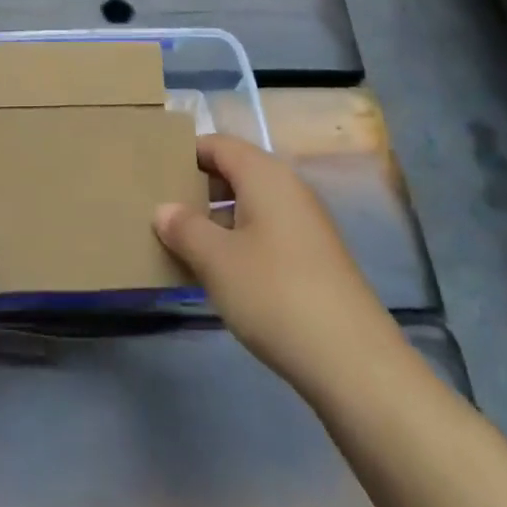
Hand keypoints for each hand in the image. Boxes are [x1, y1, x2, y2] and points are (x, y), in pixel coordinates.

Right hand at [154, 135, 399, 401]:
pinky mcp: (314, 259)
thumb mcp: (216, 260)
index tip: (153, 169)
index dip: (187, 152)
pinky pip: (265, 233)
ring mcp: (305, 225)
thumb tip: (164, 209)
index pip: (219, 145)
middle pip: (235, 173)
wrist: (353, 362)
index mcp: (265, 175)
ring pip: (250, 206)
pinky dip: (238, 243)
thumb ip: (184, 228)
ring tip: (180, 243)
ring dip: (216, 220)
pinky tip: (219, 274)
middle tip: (160, 208)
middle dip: (198, 188)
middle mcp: (288, 189)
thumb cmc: (274, 294)